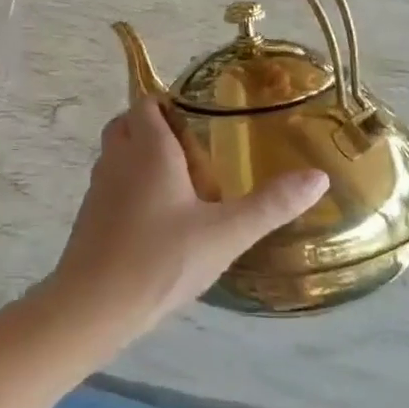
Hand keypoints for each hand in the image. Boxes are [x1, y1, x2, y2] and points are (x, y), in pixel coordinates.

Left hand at [47, 97, 327, 332]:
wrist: (94, 304)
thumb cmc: (161, 259)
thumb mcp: (226, 233)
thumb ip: (271, 204)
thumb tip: (319, 177)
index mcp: (147, 149)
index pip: (147, 103)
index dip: (168, 103)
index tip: (200, 118)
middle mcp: (117, 158)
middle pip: (128, 124)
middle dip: (154, 127)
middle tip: (192, 149)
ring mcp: (98, 187)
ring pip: (116, 154)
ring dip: (140, 156)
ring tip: (179, 183)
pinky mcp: (89, 214)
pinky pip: (110, 184)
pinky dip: (129, 185)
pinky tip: (156, 219)